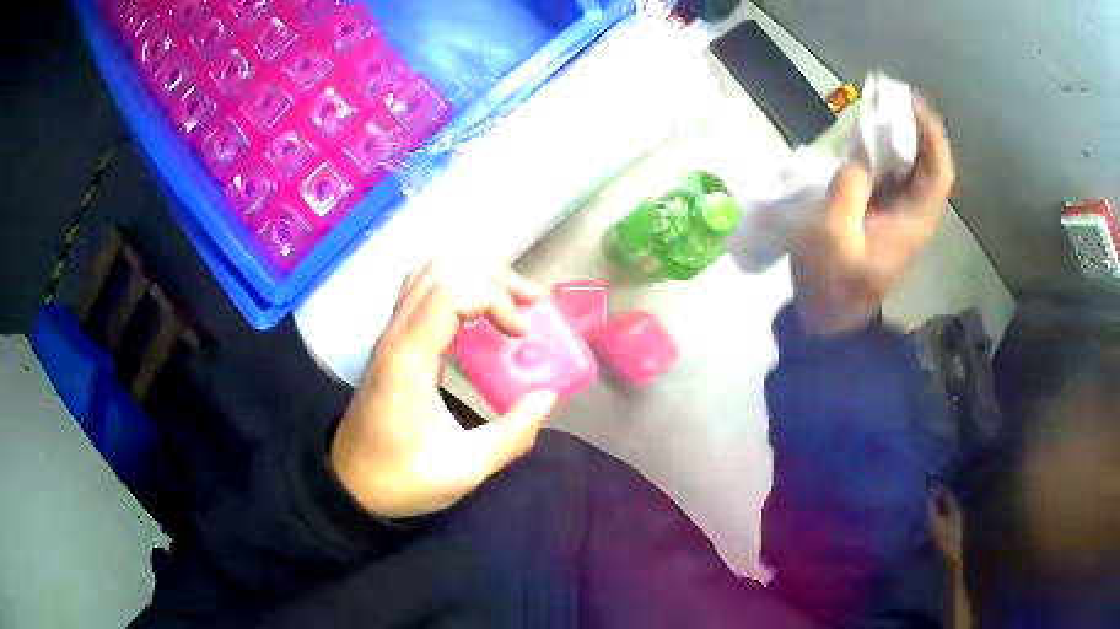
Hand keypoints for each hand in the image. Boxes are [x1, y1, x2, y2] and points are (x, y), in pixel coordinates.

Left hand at [330, 261, 557, 519]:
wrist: (351, 486)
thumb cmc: (403, 479)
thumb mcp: (465, 468)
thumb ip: (512, 435)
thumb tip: (547, 397)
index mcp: (408, 357)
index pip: (452, 290)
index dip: (496, 299)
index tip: (521, 335)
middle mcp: (395, 334)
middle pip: (443, 270)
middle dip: (493, 278)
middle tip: (530, 305)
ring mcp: (390, 337)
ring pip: (429, 276)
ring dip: (474, 281)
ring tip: (509, 307)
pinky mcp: (392, 346)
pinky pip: (422, 297)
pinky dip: (457, 295)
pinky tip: (478, 323)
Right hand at [792, 97, 955, 333]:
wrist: (827, 317)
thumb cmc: (832, 282)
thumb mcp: (833, 236)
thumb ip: (847, 190)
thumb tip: (858, 159)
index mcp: (913, 221)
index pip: (938, 172)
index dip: (932, 135)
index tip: (910, 102)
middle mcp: (913, 214)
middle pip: (927, 164)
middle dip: (914, 127)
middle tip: (888, 98)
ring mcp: (898, 215)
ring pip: (909, 167)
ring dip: (897, 136)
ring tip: (875, 109)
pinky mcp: (882, 215)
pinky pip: (890, 175)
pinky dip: (882, 153)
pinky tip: (863, 139)